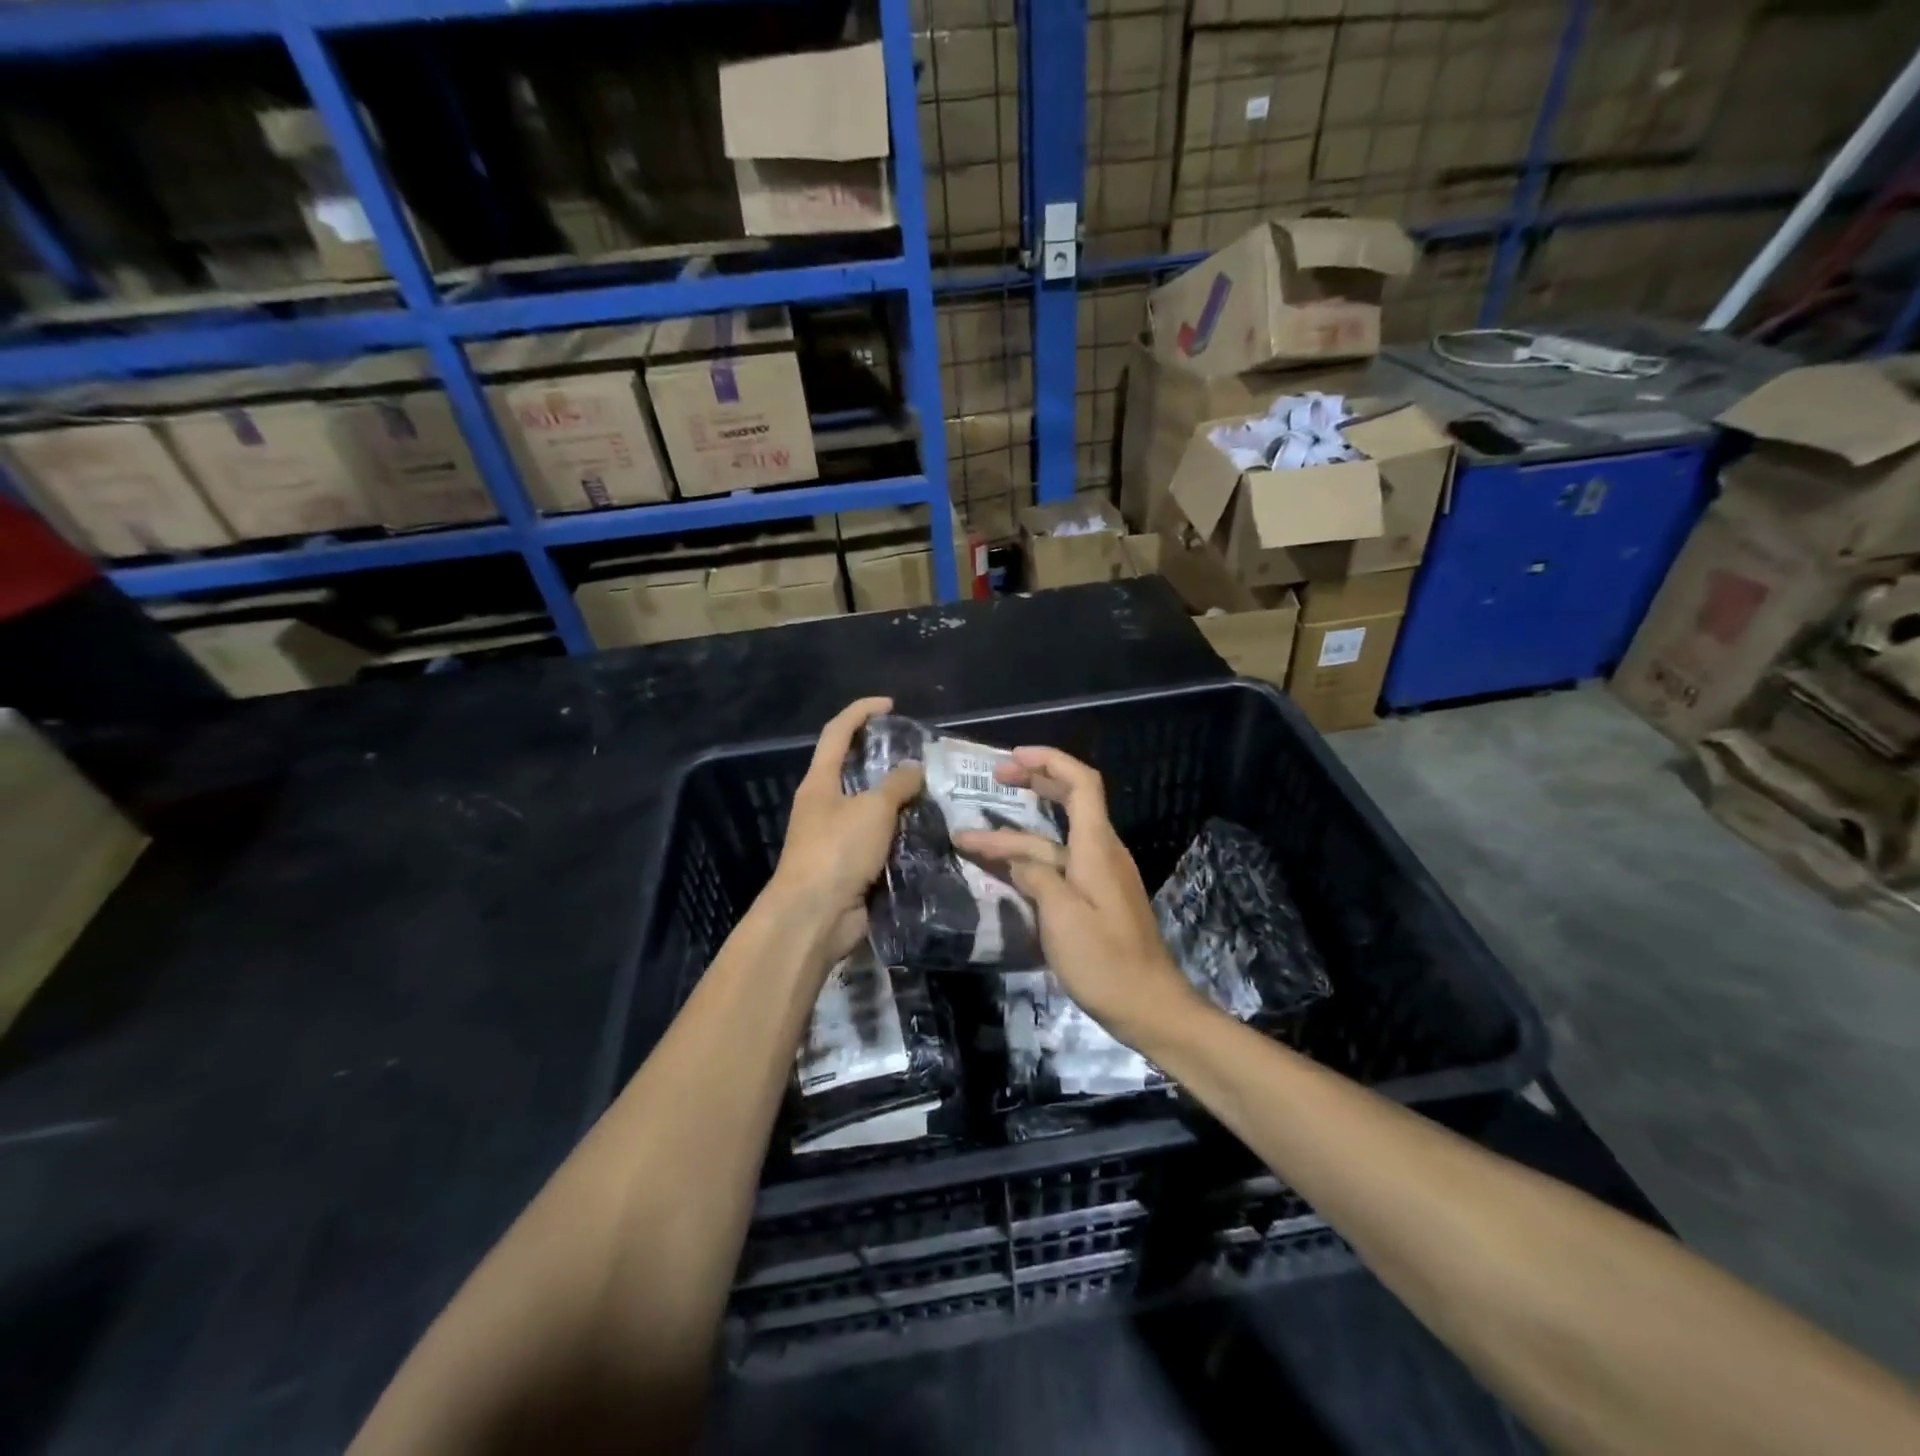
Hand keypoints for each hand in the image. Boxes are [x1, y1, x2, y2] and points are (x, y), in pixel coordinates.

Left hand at [768, 696, 923, 963]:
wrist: (814, 916)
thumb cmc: (837, 850)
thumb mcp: (872, 809)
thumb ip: (897, 784)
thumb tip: (914, 768)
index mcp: (820, 782)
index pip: (837, 733)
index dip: (861, 712)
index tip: (890, 705)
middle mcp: (824, 805)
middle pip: (853, 770)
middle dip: (884, 759)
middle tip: (920, 756)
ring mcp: (835, 837)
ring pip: (870, 807)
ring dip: (897, 800)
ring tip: (932, 793)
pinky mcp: (849, 865)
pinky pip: (878, 840)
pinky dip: (899, 833)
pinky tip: (926, 832)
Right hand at [953, 746, 1200, 1046]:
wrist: (1148, 1006)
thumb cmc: (1105, 961)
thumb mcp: (1062, 917)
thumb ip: (1036, 877)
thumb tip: (1017, 858)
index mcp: (1097, 847)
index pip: (1081, 784)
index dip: (1049, 761)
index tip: (1012, 758)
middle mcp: (1101, 852)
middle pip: (1070, 801)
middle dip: (1034, 784)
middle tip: (995, 779)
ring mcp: (1098, 876)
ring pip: (1054, 841)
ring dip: (1015, 836)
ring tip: (970, 839)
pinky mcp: (1094, 899)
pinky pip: (1058, 866)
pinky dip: (1028, 861)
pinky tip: (1001, 869)